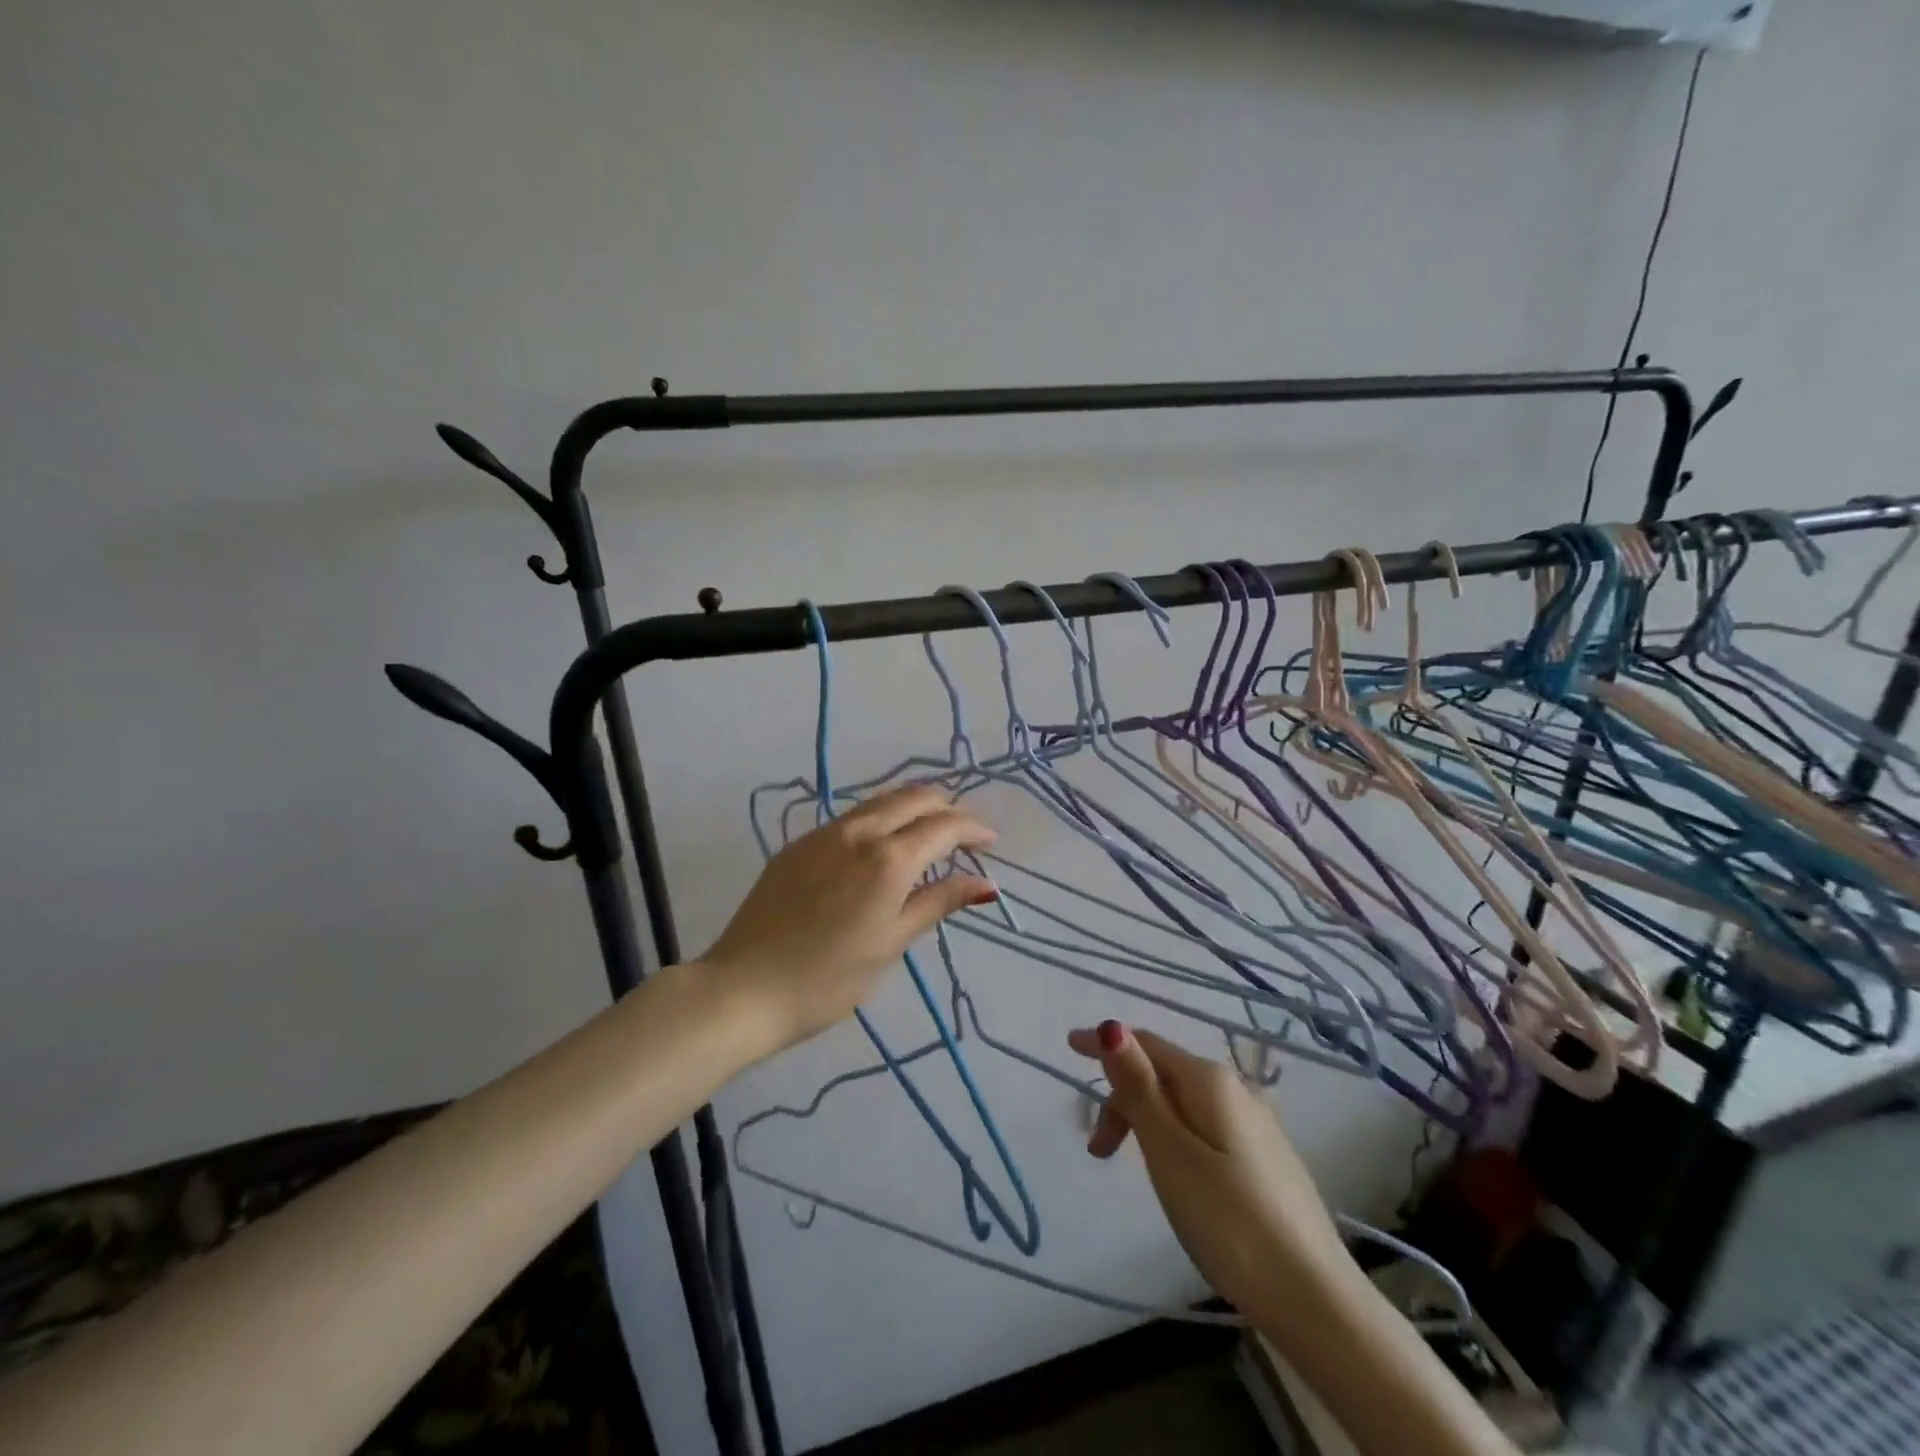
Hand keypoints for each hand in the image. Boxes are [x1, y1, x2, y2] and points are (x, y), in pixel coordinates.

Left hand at [704, 785, 997, 1054]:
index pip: (943, 826)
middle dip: (946, 808)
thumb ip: (937, 903)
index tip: (991, 842)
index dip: (973, 829)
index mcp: (887, 859)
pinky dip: (882, 820)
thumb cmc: (827, 979)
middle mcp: (858, 832)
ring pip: (881, 802)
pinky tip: (882, 848)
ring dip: (913, 809)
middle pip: (913, 797)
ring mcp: (824, 833)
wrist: (743, 988)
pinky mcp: (799, 844)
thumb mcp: (890, 944)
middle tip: (965, 835)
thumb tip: (986, 884)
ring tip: (930, 836)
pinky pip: (852, 817)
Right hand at [1068, 1021, 1353, 1324]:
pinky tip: (1175, 1173)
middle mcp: (1236, 1088)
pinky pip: (1204, 1125)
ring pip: (1183, 1102)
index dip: (1106, 1043)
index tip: (1069, 1046)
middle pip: (1164, 1073)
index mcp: (1210, 1080)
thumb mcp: (1170, 1152)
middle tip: (1099, 1152)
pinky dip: (1174, 1136)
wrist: (1315, 1300)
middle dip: (1123, 1098)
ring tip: (1131, 1167)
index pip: (1147, 1044)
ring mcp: (1256, 1122)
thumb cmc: (1229, 1221)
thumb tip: (1113, 1026)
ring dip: (1146, 1121)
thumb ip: (1139, 1087)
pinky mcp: (1265, 1156)